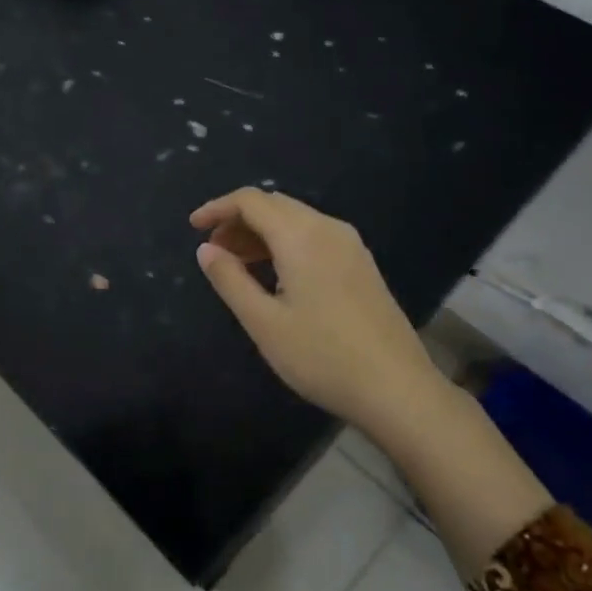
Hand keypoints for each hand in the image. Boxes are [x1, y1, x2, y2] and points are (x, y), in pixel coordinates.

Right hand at [190, 188, 438, 429]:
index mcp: (301, 236)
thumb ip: (230, 280)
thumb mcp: (263, 322)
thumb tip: (205, 249)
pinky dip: (285, 244)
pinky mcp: (362, 265)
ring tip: (236, 264)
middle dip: (238, 220)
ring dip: (261, 233)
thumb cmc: (322, 357)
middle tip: (213, 251)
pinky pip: (314, 236)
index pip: (251, 200)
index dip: (218, 208)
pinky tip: (274, 276)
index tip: (193, 228)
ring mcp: (350, 246)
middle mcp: (328, 228)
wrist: (398, 390)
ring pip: (295, 220)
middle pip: (274, 205)